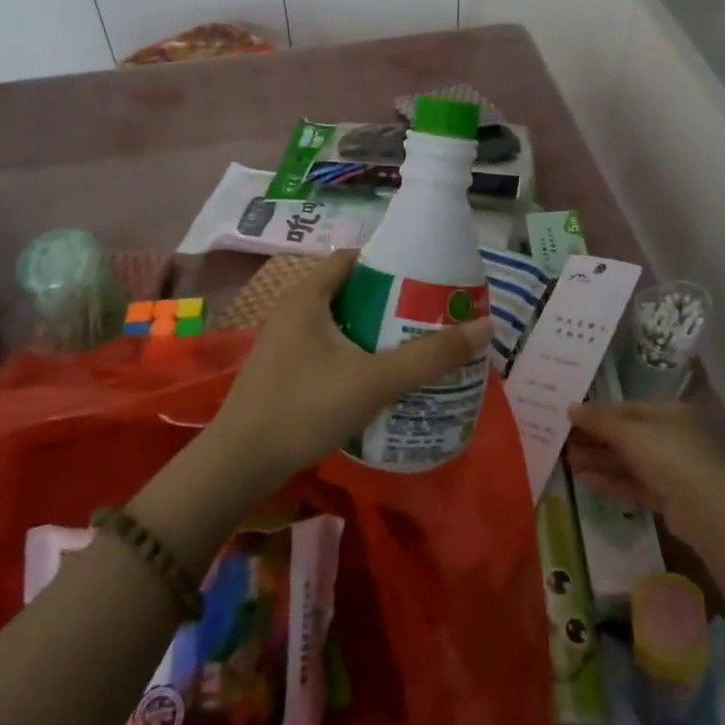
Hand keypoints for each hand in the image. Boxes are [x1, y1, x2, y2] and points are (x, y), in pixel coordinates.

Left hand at [205, 250, 491, 491]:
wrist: (239, 465)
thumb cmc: (304, 408)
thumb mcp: (374, 380)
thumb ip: (429, 356)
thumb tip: (484, 327)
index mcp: (308, 295)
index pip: (355, 259)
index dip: (392, 262)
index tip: (428, 278)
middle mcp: (294, 310)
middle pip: (351, 291)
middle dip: (391, 301)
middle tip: (430, 316)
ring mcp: (285, 342)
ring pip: (340, 323)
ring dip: (374, 331)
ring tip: (415, 345)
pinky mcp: (284, 371)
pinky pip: (328, 349)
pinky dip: (356, 353)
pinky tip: (380, 378)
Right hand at [565, 400, 724, 550]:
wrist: (709, 509)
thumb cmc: (670, 455)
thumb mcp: (630, 433)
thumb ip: (599, 421)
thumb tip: (569, 407)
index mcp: (669, 413)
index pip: (627, 409)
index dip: (598, 414)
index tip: (569, 419)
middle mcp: (672, 438)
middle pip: (626, 437)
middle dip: (595, 440)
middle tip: (562, 442)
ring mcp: (672, 469)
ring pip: (629, 462)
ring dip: (599, 461)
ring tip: (567, 461)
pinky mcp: (668, 498)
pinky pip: (634, 484)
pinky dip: (610, 481)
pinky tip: (585, 479)